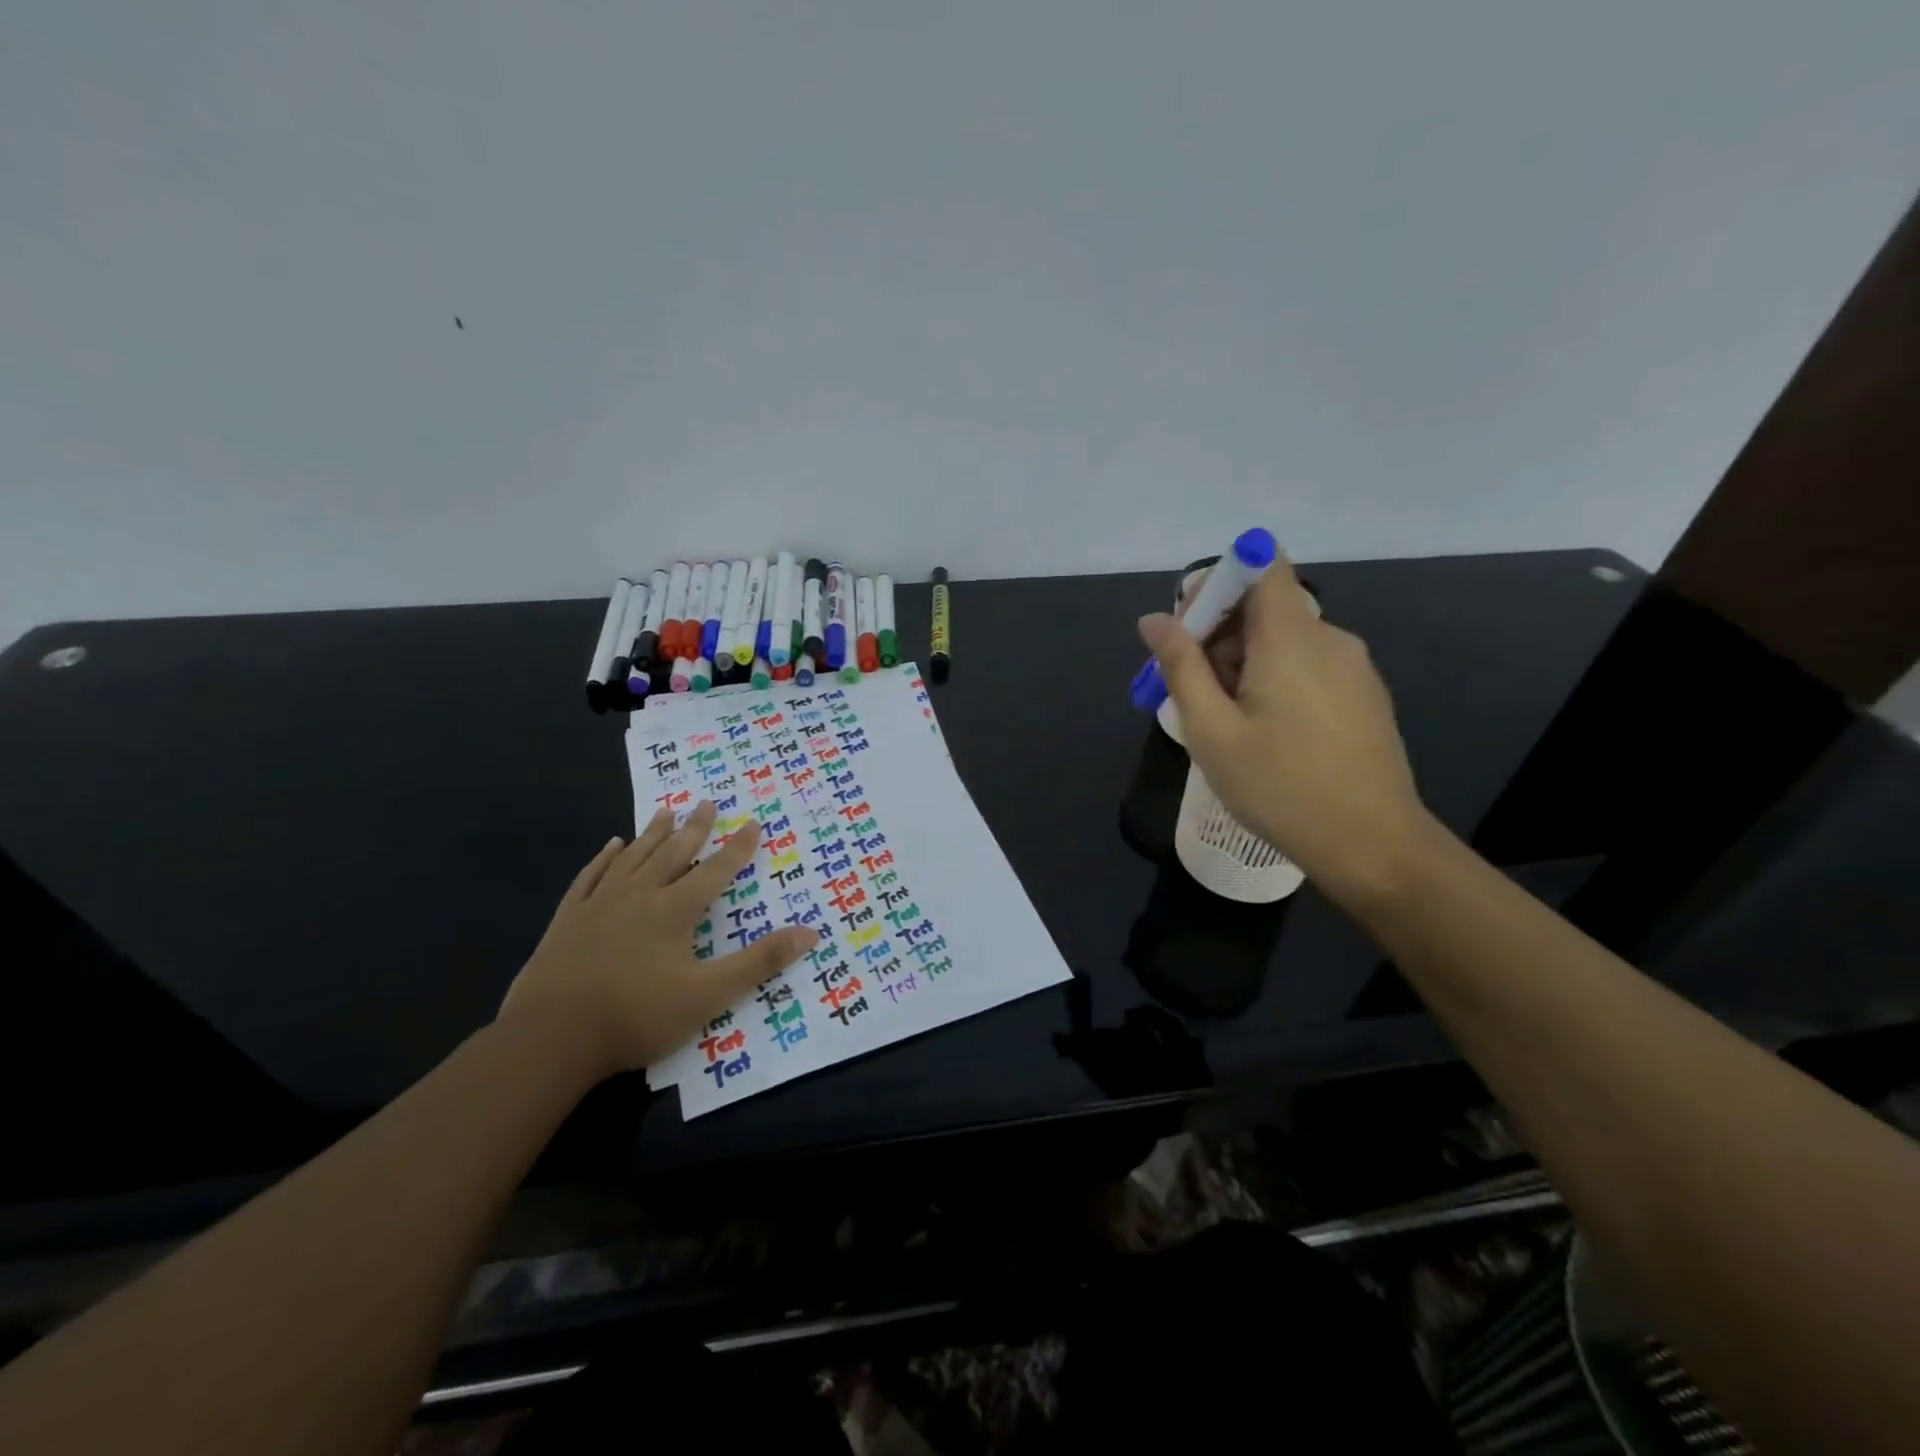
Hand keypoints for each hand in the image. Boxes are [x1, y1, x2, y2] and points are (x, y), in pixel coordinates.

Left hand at [499, 803, 816, 1080]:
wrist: (550, 1037)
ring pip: (633, 858)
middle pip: (673, 853)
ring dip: (653, 834)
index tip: (753, 822)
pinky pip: (591, 877)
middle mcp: (640, 896)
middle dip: (695, 828)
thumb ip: (759, 961)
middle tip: (707, 802)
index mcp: (675, 910)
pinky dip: (604, 858)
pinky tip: (611, 846)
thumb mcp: (709, 994)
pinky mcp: (569, 920)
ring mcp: (600, 905)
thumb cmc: (637, 1015)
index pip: (716, 870)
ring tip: (666, 812)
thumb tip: (810, 931)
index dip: (738, 847)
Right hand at [1140, 555, 1433, 906]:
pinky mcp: (1364, 695)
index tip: (1188, 626)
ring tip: (1225, 723)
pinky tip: (1265, 733)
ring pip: (1286, 641)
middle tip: (1193, 693)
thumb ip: (1181, 667)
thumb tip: (1154, 620)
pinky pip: (1309, 667)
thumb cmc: (1280, 787)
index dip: (1219, 581)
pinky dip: (1276, 680)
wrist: (1372, 845)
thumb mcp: (1211, 730)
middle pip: (1266, 607)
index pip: (1261, 565)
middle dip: (1220, 636)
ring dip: (1245, 664)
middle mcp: (1330, 638)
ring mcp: (1354, 667)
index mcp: (1291, 637)